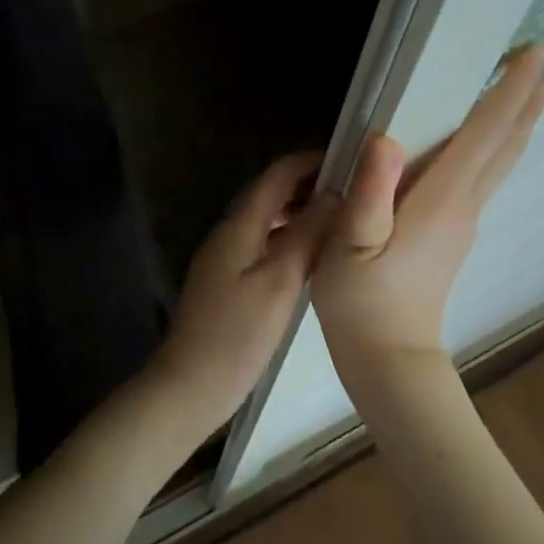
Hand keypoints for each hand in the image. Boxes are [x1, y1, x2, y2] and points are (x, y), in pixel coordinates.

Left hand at [143, 152, 337, 439]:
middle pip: (269, 194)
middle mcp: (230, 232)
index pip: (276, 176)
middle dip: (307, 185)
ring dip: (299, 211)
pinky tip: (312, 255)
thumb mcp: (279, 283)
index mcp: (239, 225)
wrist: (190, 384)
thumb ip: (305, 236)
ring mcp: (226, 256)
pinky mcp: (229, 279)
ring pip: (267, 220)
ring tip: (340, 218)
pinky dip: (288, 237)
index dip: (309, 162)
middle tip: (352, 189)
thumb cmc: (237, 334)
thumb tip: (333, 195)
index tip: (348, 159)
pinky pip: (263, 243)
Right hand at [313, 44, 543, 380]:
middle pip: (504, 145)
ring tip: (530, 90)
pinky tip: (486, 141)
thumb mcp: (349, 246)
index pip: (484, 134)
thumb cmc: (363, 301)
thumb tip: (386, 138)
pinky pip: (483, 176)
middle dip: (523, 100)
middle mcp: (463, 204)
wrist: (389, 357)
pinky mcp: (453, 233)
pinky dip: (496, 146)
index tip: (533, 54)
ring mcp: (463, 220)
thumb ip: (369, 194)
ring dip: (515, 122)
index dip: (508, 91)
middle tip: (540, 60)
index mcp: (442, 199)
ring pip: (499, 161)